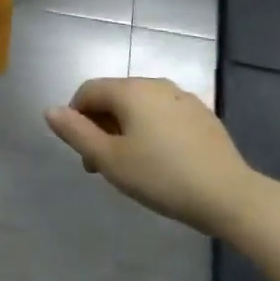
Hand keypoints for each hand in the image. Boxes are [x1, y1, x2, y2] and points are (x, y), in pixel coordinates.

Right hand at [45, 78, 268, 235]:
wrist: (230, 196)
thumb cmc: (161, 177)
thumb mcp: (110, 160)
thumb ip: (76, 133)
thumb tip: (50, 110)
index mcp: (129, 90)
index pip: (88, 92)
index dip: (76, 118)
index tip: (83, 154)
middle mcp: (155, 84)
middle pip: (114, 97)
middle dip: (101, 126)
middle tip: (103, 166)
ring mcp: (182, 97)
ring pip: (140, 107)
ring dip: (125, 129)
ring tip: (131, 166)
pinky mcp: (202, 115)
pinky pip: (164, 115)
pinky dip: (152, 131)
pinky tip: (161, 162)